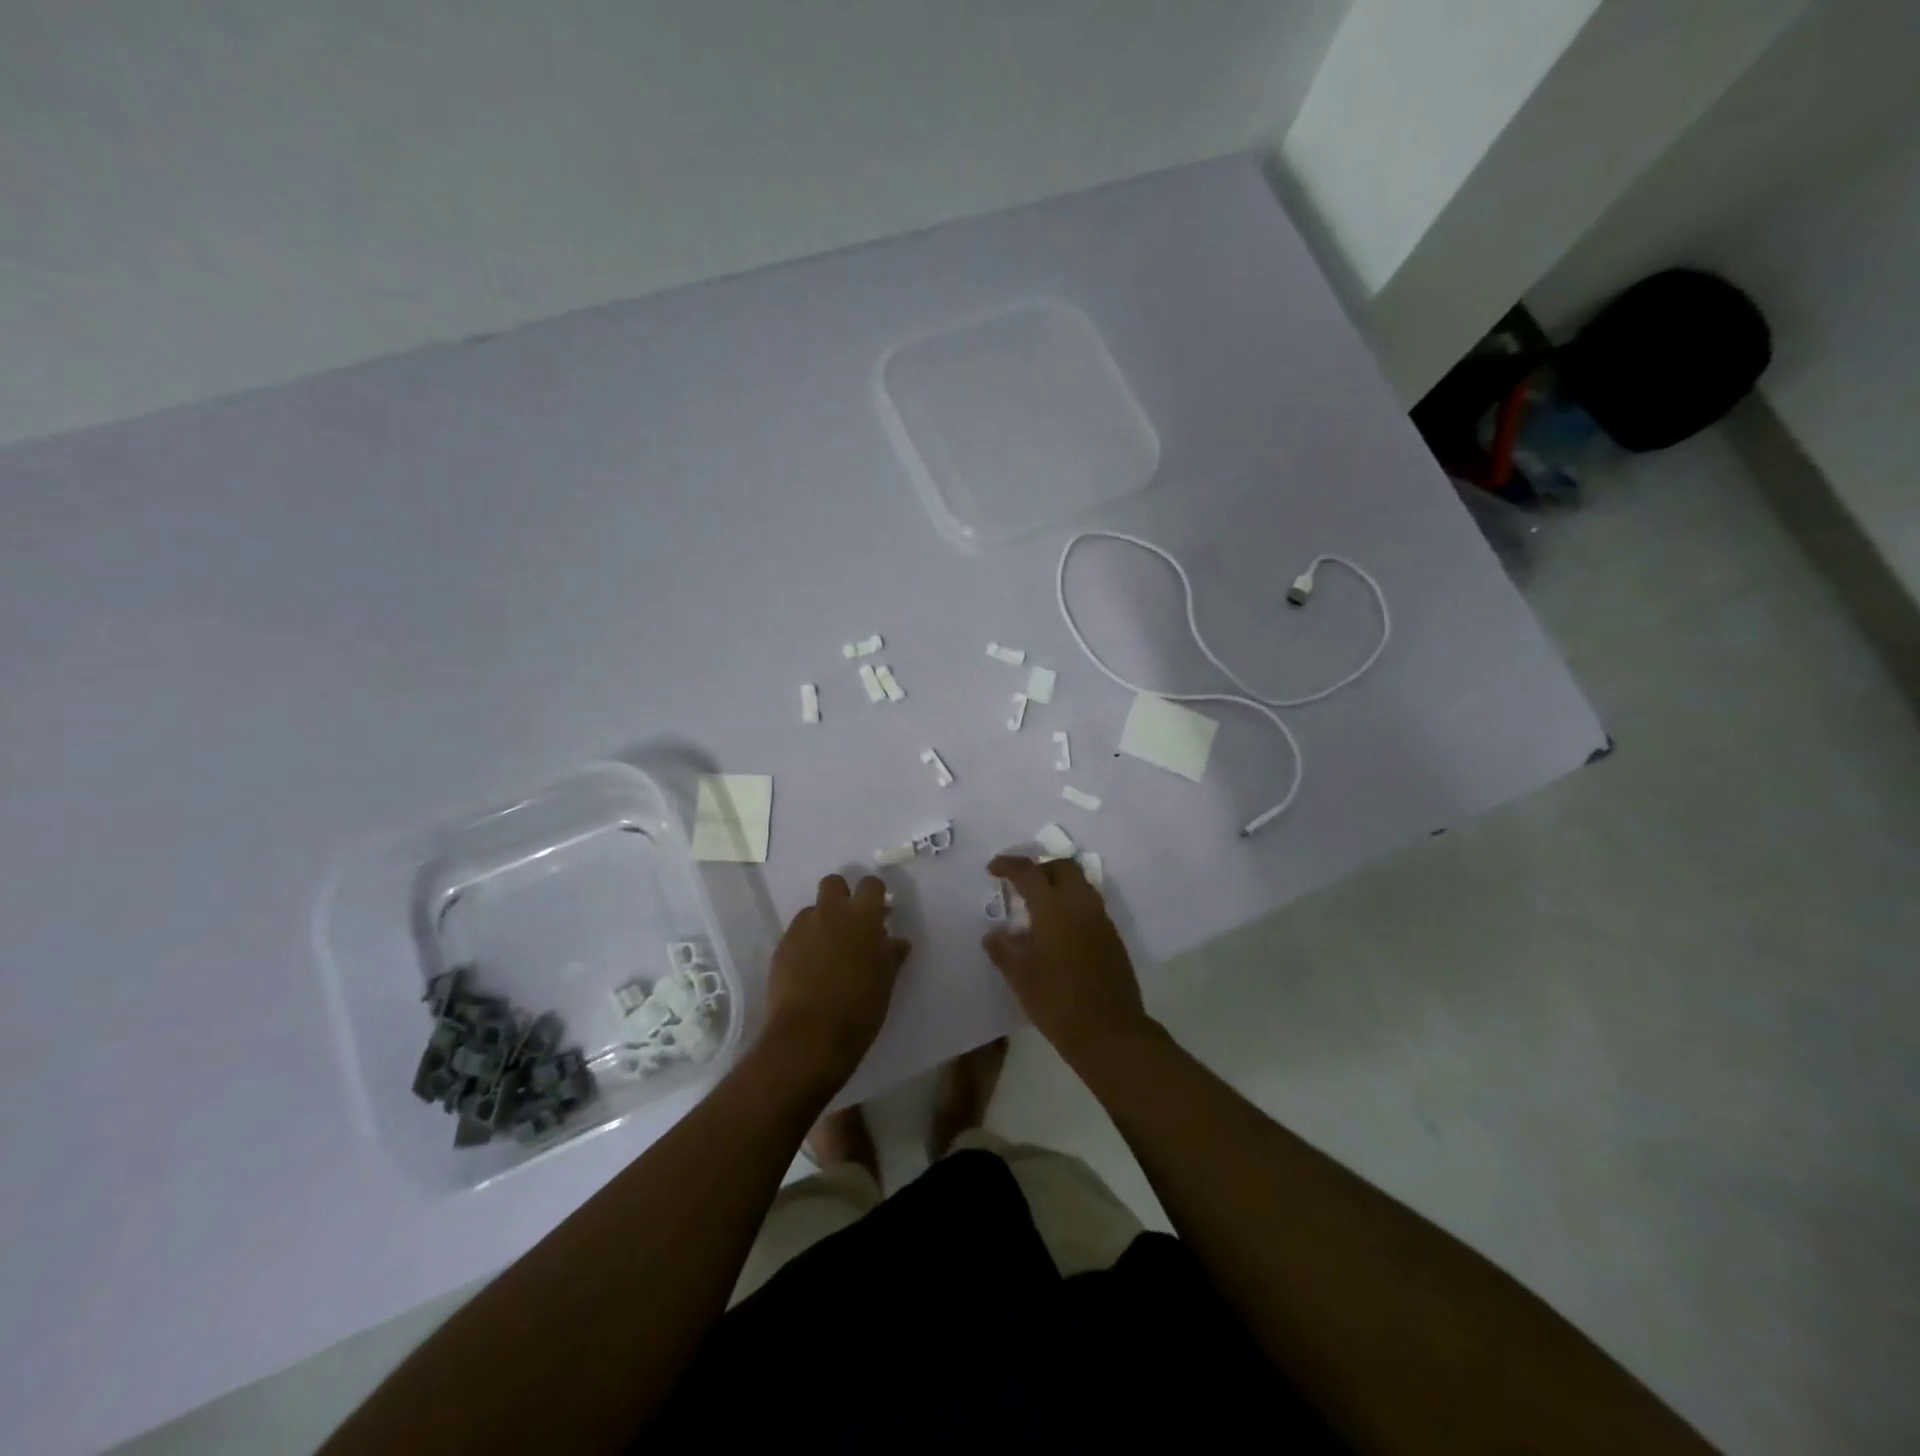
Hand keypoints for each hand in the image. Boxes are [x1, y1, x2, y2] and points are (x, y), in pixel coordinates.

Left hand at [762, 874, 909, 1090]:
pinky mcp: (781, 947)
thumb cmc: (859, 1008)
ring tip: (827, 953)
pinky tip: (809, 970)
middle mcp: (830, 912)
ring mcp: (802, 928)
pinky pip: (796, 934)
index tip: (880, 914)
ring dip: (821, 922)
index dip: (875, 895)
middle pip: (833, 883)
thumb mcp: (885, 980)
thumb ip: (890, 954)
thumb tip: (896, 940)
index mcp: (862, 916)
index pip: (870, 884)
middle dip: (842, 896)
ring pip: (812, 910)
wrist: (810, 1036)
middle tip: (850, 925)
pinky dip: (804, 943)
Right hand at [983, 856, 1153, 1062]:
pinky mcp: (1112, 936)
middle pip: (1062, 867)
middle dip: (1039, 867)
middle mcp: (1080, 904)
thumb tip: (994, 933)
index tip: (993, 869)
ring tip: (1038, 904)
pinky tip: (1058, 928)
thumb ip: (1003, 949)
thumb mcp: (1020, 977)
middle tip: (1020, 883)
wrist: (1110, 1032)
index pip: (1029, 872)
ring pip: (1080, 883)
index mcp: (1054, 908)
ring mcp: (1101, 919)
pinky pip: (1090, 904)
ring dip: (1058, 883)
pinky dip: (1072, 902)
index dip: (1008, 865)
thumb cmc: (1057, 1002)